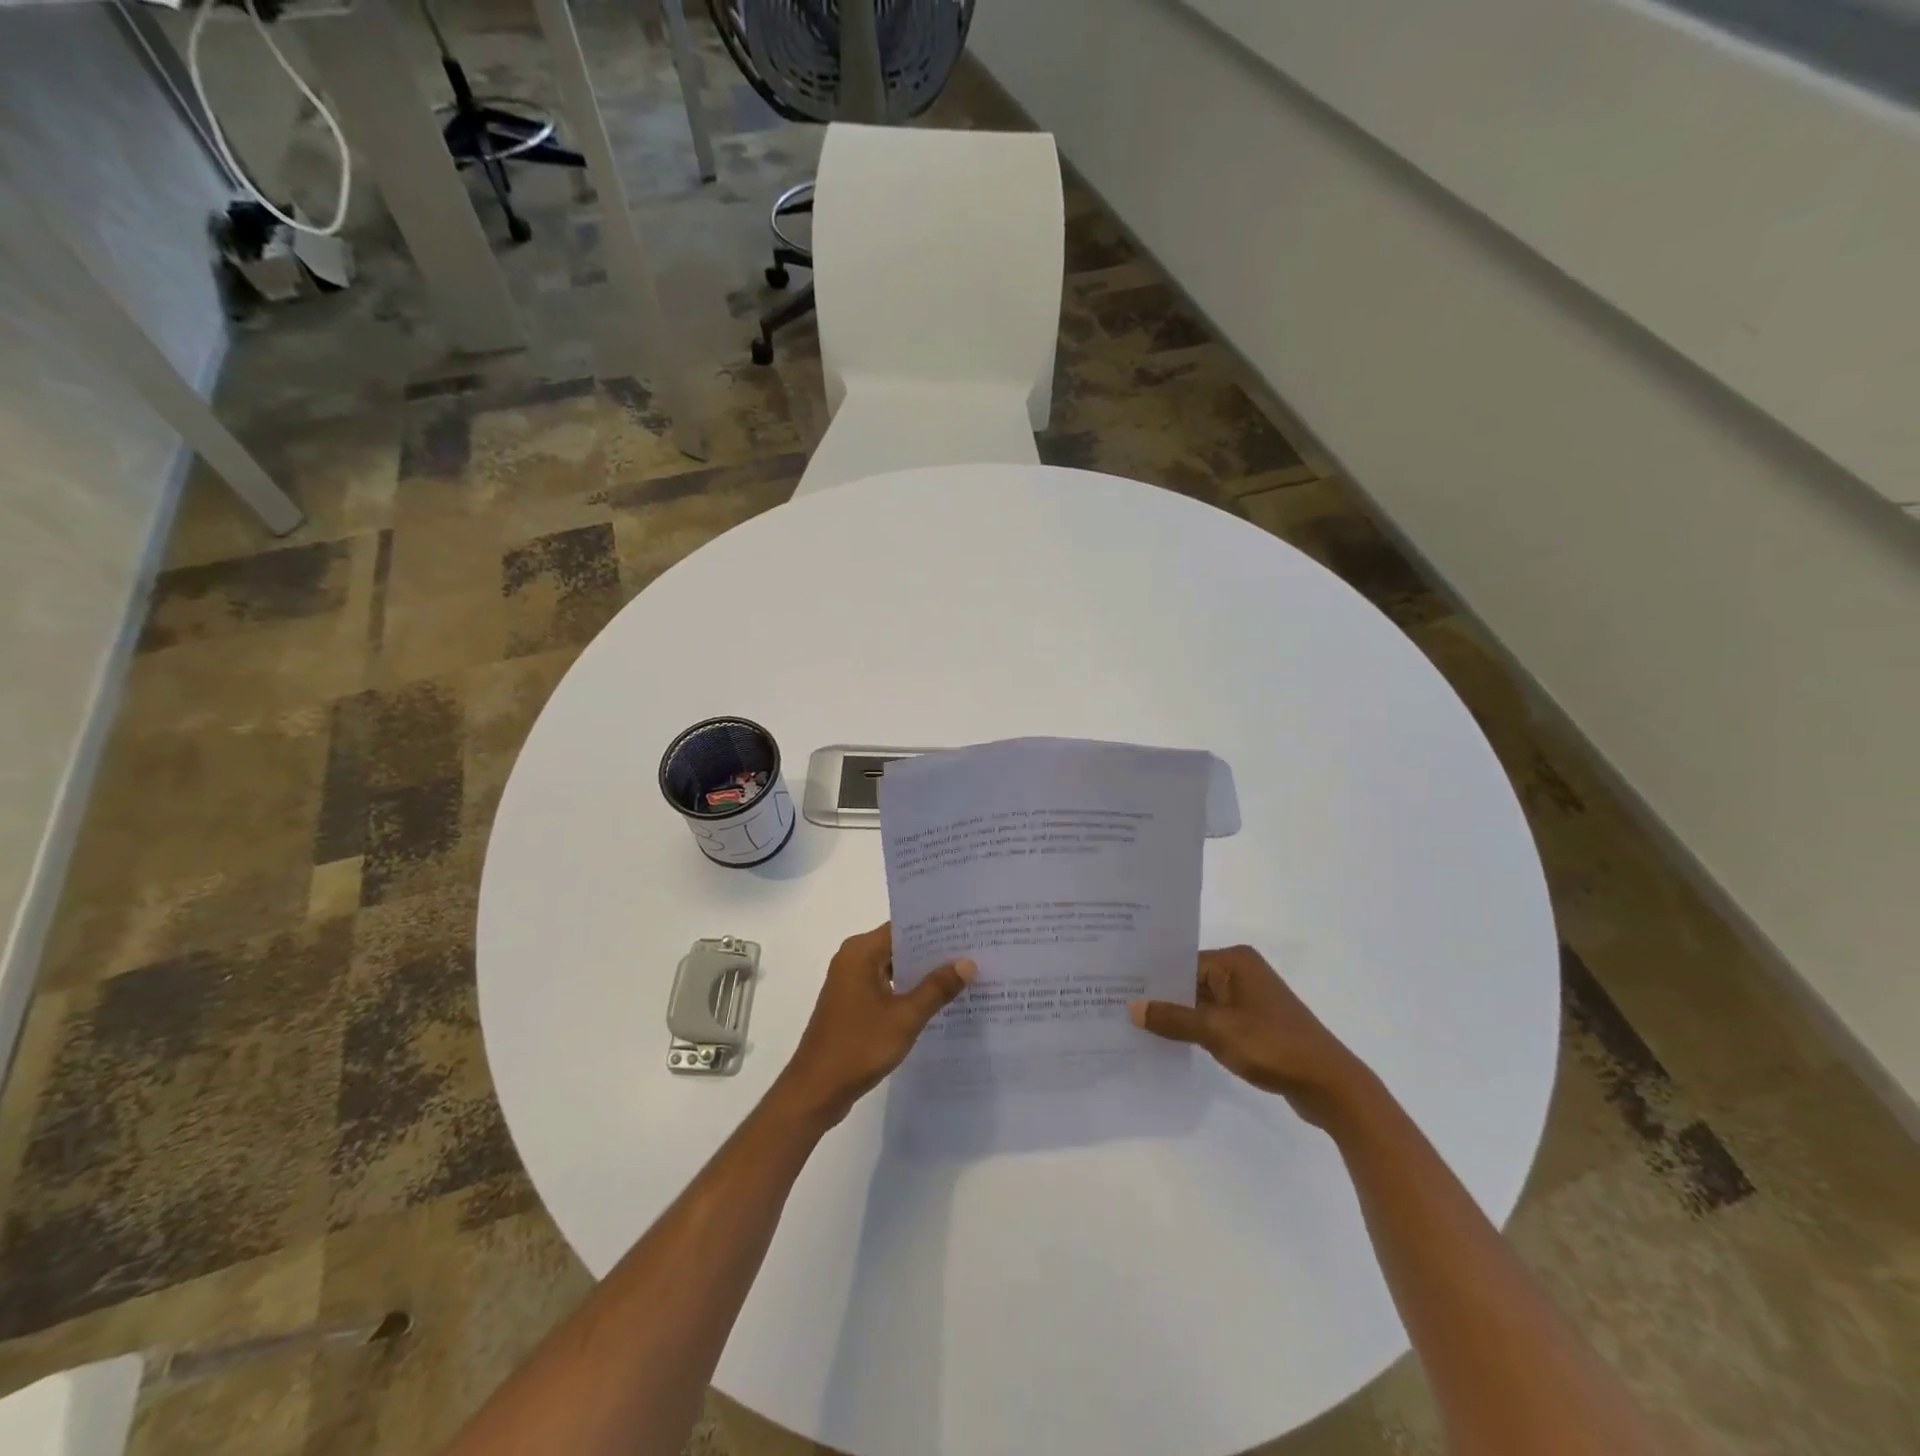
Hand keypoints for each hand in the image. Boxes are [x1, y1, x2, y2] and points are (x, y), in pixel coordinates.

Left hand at [771, 923, 974, 1130]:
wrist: (815, 1090)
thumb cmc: (859, 1046)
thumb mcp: (905, 1017)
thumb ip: (937, 988)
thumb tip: (967, 962)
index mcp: (861, 952)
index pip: (904, 927)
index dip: (935, 928)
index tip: (966, 929)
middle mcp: (853, 959)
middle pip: (899, 945)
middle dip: (933, 951)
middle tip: (973, 952)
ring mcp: (850, 982)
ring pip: (893, 967)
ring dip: (921, 973)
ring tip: (962, 975)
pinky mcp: (851, 1003)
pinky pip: (885, 986)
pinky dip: (907, 991)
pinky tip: (936, 1002)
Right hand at [1130, 945, 1368, 1125]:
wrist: (1330, 1085)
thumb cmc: (1273, 1046)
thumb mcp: (1217, 1031)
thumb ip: (1174, 1018)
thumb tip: (1132, 1007)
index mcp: (1235, 961)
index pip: (1182, 962)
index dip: (1152, 978)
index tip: (1117, 987)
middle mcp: (1241, 972)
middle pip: (1189, 980)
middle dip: (1161, 997)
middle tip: (1119, 1005)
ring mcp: (1249, 999)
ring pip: (1200, 1002)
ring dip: (1177, 1016)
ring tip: (1136, 1025)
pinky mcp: (1254, 1024)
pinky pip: (1214, 1019)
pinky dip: (1195, 1029)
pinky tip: (1169, 1041)